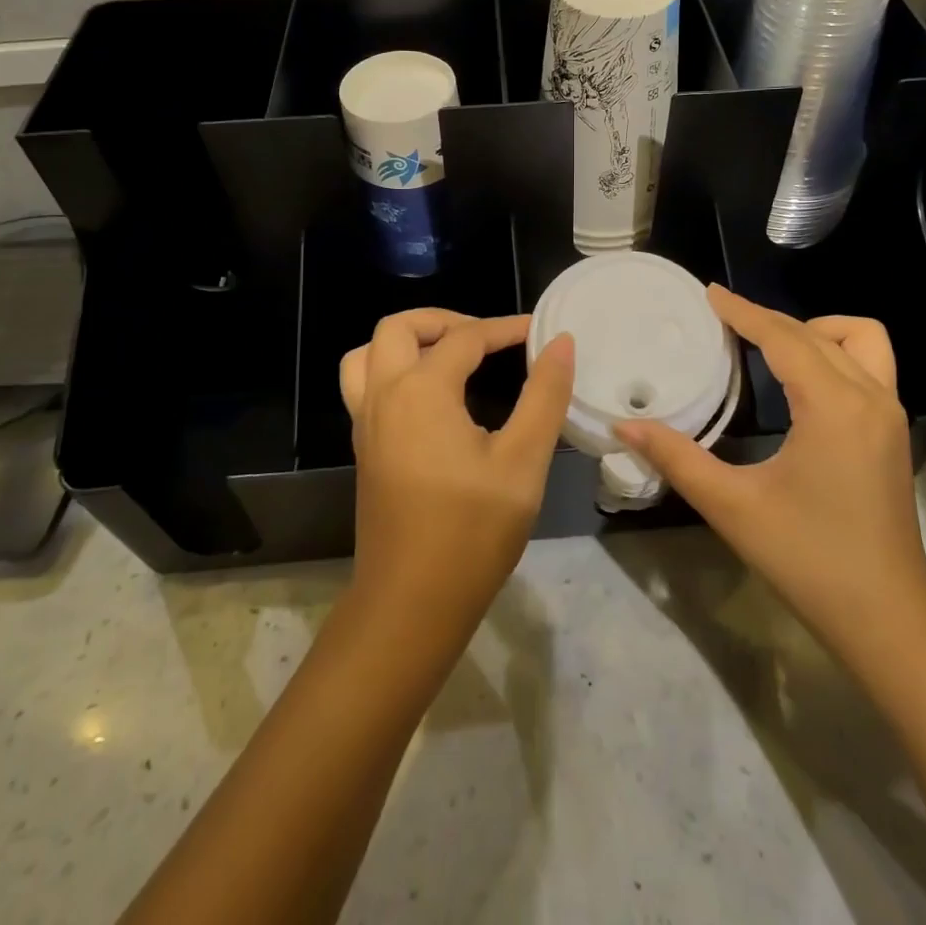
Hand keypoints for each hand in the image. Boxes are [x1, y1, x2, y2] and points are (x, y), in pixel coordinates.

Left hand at [340, 310, 574, 639]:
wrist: (411, 605)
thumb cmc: (472, 532)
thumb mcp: (523, 461)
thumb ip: (544, 396)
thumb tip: (561, 343)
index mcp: (421, 391)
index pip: (465, 338)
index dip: (505, 328)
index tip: (539, 332)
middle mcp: (384, 396)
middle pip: (398, 328)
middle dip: (443, 320)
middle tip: (485, 338)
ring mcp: (366, 423)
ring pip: (368, 354)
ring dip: (407, 341)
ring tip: (449, 356)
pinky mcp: (364, 449)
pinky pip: (365, 385)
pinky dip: (394, 369)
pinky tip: (433, 398)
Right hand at [615, 286, 925, 669]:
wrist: (886, 618)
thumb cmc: (808, 559)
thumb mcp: (733, 507)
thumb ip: (676, 458)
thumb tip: (624, 428)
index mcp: (833, 406)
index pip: (784, 338)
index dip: (743, 312)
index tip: (708, 293)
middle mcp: (870, 397)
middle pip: (817, 333)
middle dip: (767, 319)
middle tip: (722, 319)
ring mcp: (890, 414)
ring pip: (860, 340)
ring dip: (816, 331)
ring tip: (771, 347)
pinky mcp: (894, 432)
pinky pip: (869, 366)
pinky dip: (835, 354)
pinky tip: (801, 382)